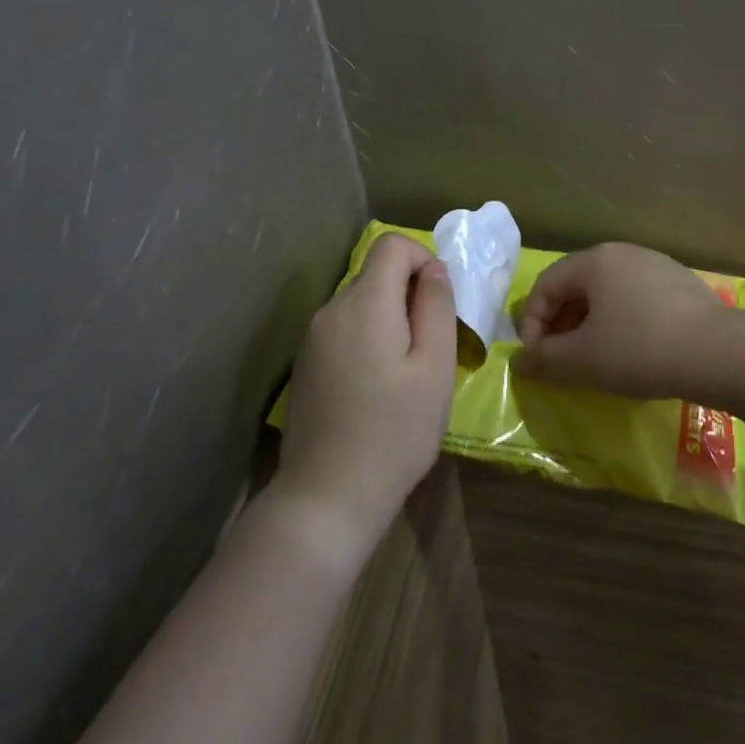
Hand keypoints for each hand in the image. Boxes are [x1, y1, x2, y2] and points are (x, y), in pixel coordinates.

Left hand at [277, 234, 457, 565]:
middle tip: (431, 347)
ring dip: (390, 320)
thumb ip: (436, 306)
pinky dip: (368, 340)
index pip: (391, 244)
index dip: (422, 258)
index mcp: (364, 303)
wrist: (326, 499)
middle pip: (376, 274)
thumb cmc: (394, 432)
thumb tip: (432, 269)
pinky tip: (376, 389)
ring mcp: (312, 338)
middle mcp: (331, 310)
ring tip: (406, 373)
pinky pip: (344, 330)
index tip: (439, 302)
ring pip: (361, 304)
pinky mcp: (305, 365)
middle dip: (409, 294)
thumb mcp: (434, 367)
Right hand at [513, 242, 730, 401]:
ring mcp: (654, 264)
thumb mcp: (583, 360)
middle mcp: (622, 252)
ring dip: (589, 322)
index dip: (532, 322)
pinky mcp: (680, 282)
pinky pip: (635, 297)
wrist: (718, 352)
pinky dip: (620, 320)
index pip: (546, 284)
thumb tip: (520, 362)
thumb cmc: (639, 349)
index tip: (536, 358)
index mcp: (593, 261)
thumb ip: (544, 360)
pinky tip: (632, 349)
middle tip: (560, 358)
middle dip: (560, 322)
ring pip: (607, 291)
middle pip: (576, 284)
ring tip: (594, 356)